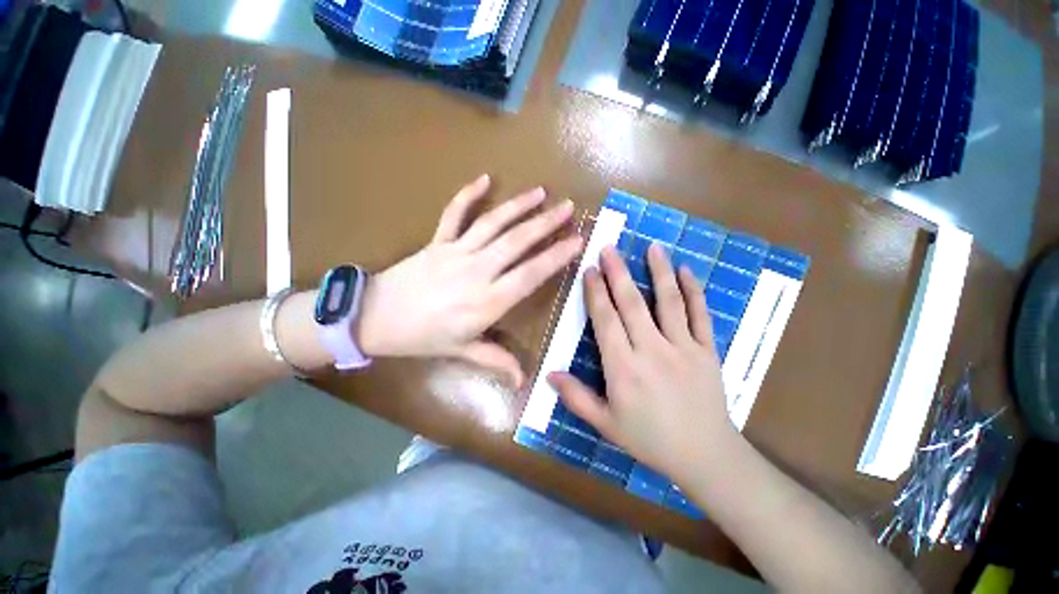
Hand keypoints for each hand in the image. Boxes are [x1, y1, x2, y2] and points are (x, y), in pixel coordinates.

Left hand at [356, 175, 582, 385]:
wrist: (374, 318)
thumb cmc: (422, 338)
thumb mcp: (462, 351)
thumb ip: (496, 361)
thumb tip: (524, 382)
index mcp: (487, 301)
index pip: (530, 274)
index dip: (556, 256)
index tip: (577, 241)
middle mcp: (477, 271)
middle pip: (517, 242)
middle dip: (546, 224)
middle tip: (569, 208)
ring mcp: (456, 251)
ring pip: (493, 223)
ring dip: (519, 206)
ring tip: (541, 192)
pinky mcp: (437, 241)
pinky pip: (454, 213)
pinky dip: (469, 194)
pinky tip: (485, 178)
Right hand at [548, 244, 737, 480]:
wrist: (706, 457)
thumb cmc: (649, 440)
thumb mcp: (606, 424)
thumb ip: (576, 398)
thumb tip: (549, 374)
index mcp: (624, 369)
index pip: (606, 321)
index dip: (596, 293)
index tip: (590, 270)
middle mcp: (652, 351)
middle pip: (632, 304)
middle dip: (618, 273)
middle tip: (610, 248)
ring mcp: (683, 348)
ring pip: (669, 302)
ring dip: (659, 272)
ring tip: (652, 246)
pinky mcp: (707, 351)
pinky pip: (700, 315)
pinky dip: (694, 291)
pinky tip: (686, 270)